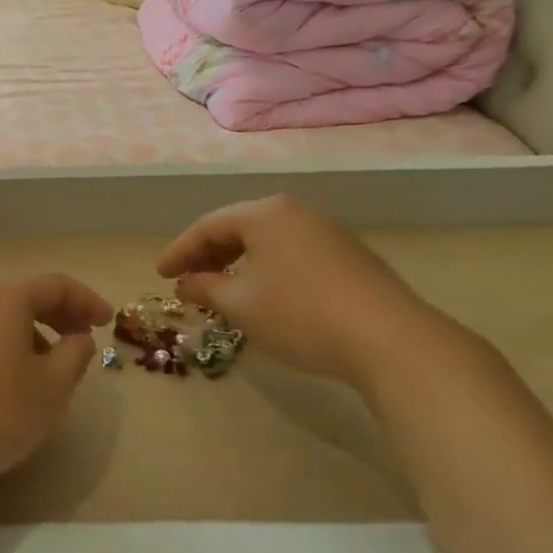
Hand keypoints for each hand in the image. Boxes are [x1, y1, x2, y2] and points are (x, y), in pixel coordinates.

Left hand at [0, 274, 112, 476]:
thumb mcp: (52, 387)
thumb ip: (74, 355)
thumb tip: (78, 337)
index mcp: (5, 299)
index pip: (55, 285)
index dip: (86, 300)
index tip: (106, 322)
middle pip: (22, 296)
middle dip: (56, 314)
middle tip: (80, 338)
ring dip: (27, 331)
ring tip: (46, 365)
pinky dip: (0, 343)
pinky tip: (7, 376)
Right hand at [155, 196, 466, 390]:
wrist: (391, 340)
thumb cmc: (300, 314)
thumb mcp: (240, 304)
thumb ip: (205, 288)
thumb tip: (185, 283)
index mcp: (265, 214)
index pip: (208, 226)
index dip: (179, 251)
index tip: (160, 275)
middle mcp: (296, 213)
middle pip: (239, 228)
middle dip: (208, 255)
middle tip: (187, 281)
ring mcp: (327, 232)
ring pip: (267, 242)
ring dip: (238, 263)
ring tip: (222, 290)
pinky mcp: (349, 256)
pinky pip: (292, 254)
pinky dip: (268, 270)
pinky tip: (266, 295)